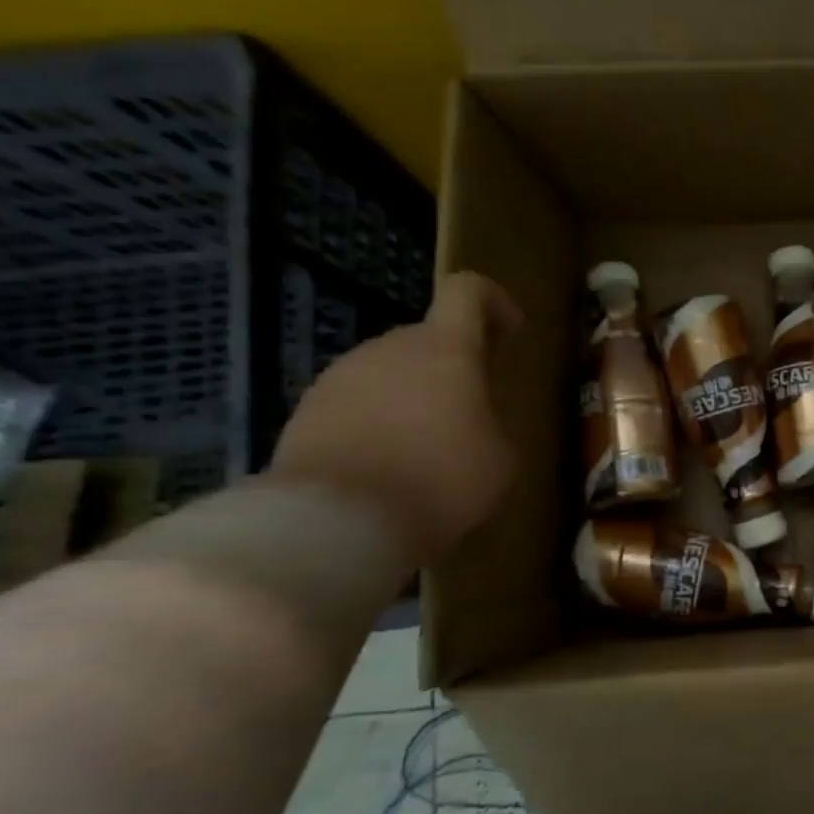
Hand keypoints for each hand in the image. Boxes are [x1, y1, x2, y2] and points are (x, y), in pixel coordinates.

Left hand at [268, 272, 520, 562]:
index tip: (508, 333)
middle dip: (452, 368)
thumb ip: (492, 421)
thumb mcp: (502, 456)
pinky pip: (355, 404)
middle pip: (427, 339)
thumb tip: (474, 420)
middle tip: (470, 415)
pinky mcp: (305, 411)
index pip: (467, 291)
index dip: (491, 302)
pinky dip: (376, 424)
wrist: (337, 522)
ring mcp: (340, 377)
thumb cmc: (441, 480)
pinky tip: (386, 469)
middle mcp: (389, 348)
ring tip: (425, 450)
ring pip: (389, 373)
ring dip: (412, 398)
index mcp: (446, 348)